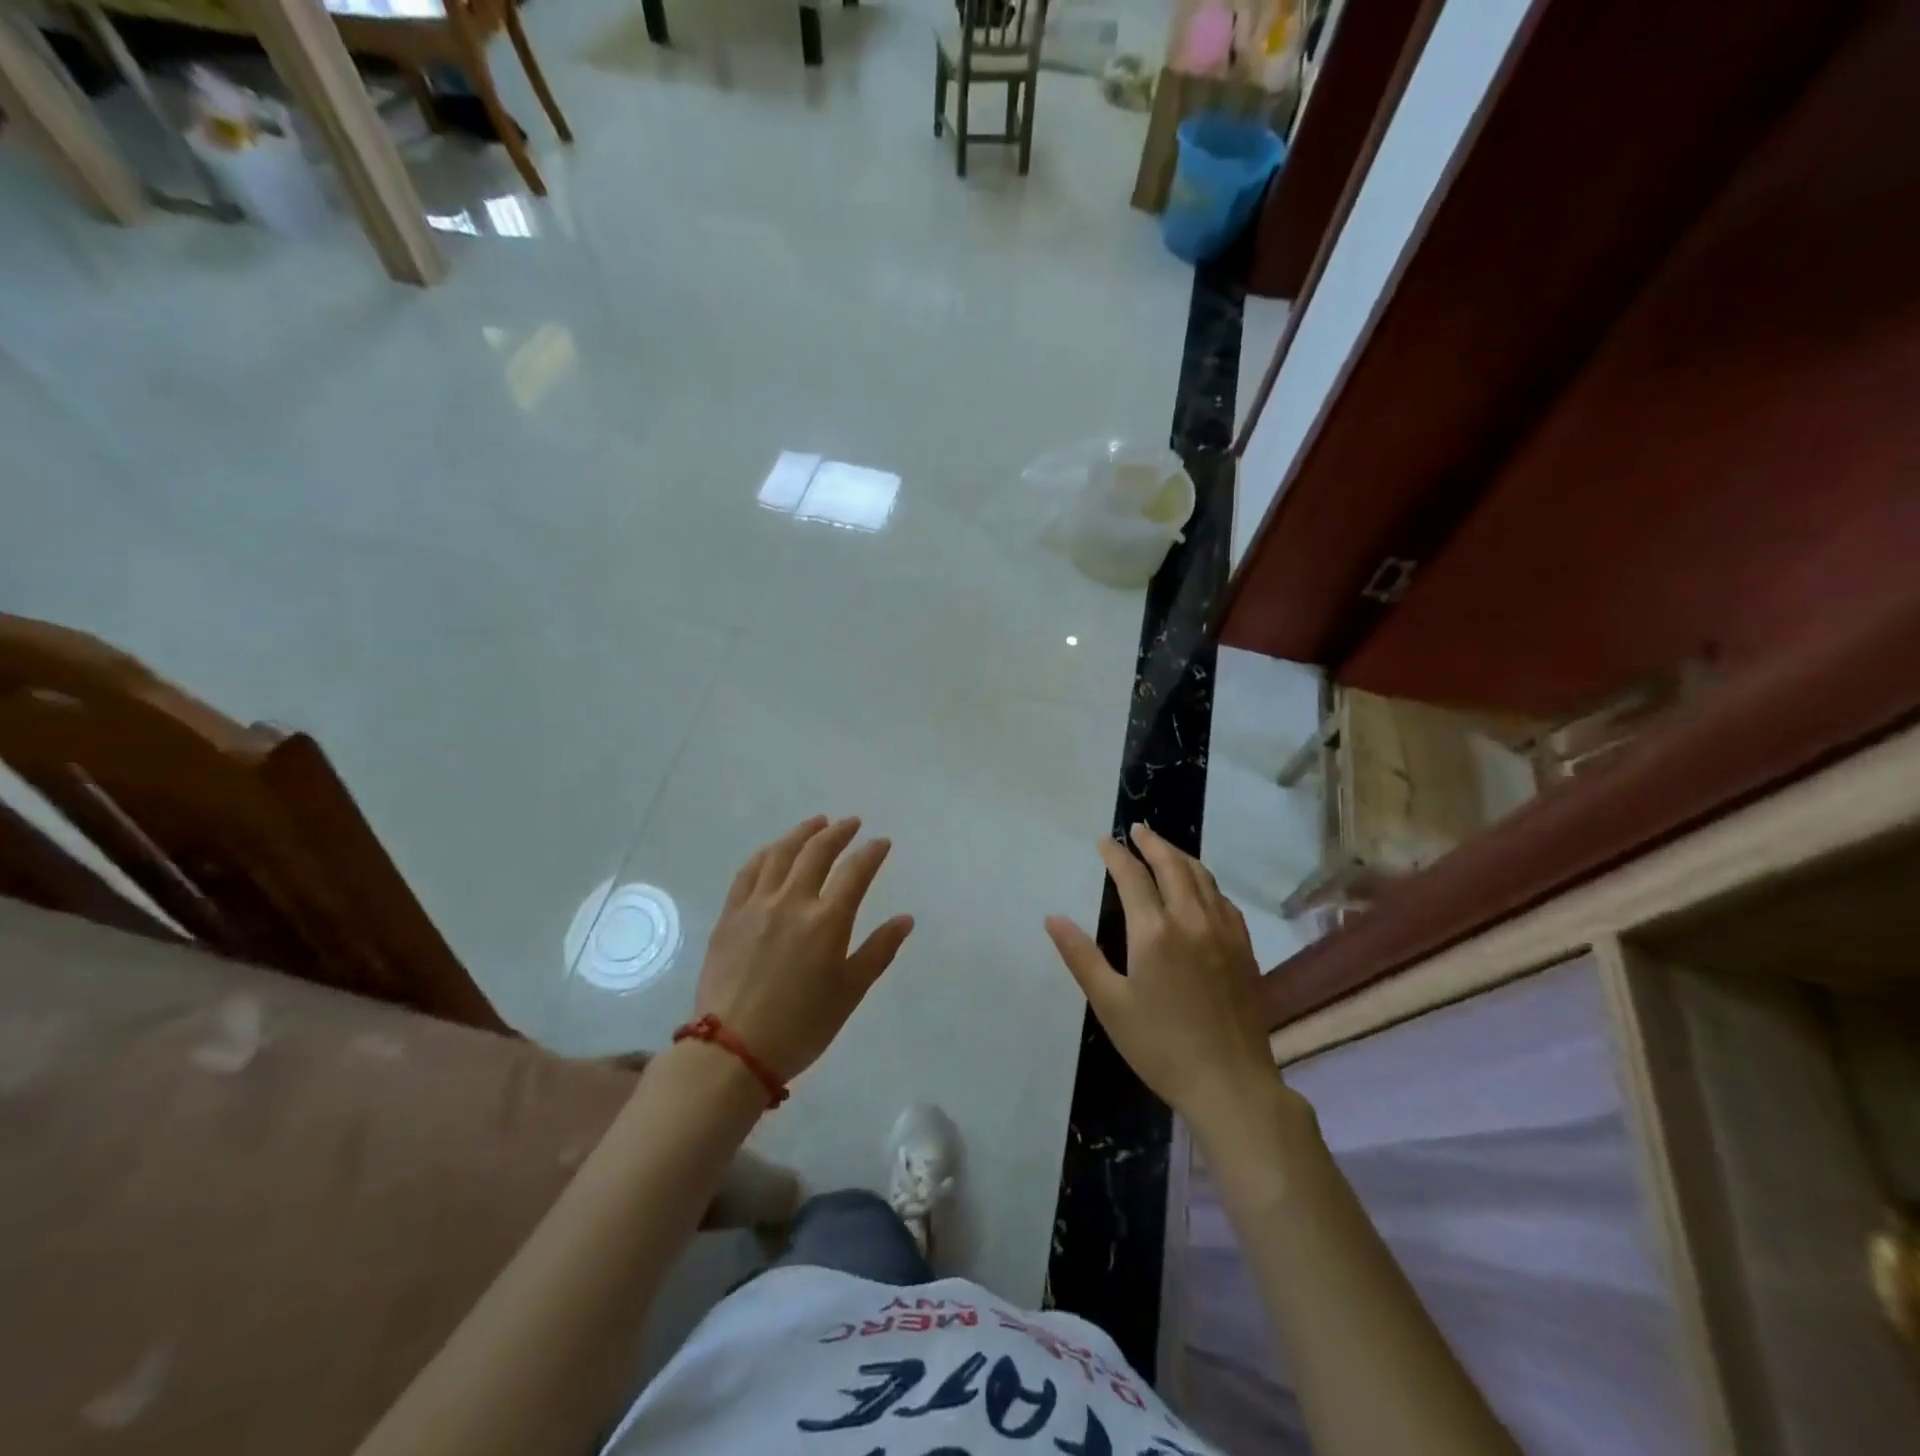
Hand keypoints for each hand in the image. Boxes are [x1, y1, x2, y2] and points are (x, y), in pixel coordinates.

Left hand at [695, 816, 914, 1083]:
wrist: (732, 1051)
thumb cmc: (801, 1026)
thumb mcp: (849, 993)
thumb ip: (878, 951)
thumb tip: (905, 919)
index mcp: (827, 921)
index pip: (856, 872)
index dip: (871, 852)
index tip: (881, 842)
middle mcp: (792, 901)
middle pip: (817, 852)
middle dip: (838, 832)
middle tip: (851, 823)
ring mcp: (757, 905)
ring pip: (781, 854)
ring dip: (802, 833)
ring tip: (816, 823)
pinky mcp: (730, 915)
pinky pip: (748, 871)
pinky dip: (766, 853)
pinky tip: (773, 849)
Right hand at [1045, 823, 1291, 1135]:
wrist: (1231, 1083)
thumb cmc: (1160, 1046)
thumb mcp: (1110, 1004)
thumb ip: (1081, 956)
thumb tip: (1053, 918)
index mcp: (1154, 931)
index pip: (1132, 876)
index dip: (1116, 854)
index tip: (1104, 841)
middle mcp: (1191, 920)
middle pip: (1173, 865)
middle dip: (1152, 843)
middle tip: (1138, 830)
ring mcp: (1223, 932)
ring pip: (1202, 877)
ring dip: (1181, 856)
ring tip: (1165, 848)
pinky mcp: (1243, 948)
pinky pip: (1223, 899)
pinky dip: (1206, 882)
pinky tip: (1201, 888)